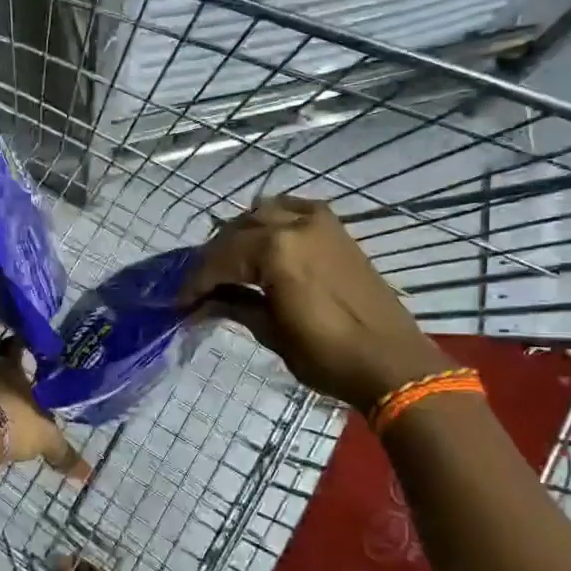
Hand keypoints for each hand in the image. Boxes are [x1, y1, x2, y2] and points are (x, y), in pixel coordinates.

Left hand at [0, 339, 90, 479]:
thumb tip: (87, 474)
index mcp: (13, 369)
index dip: (22, 348)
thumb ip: (63, 453)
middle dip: (7, 377)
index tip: (28, 351)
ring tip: (3, 413)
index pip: (17, 348)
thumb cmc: (14, 423)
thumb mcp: (46, 439)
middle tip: (20, 388)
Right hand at [182, 195, 448, 413]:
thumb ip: (236, 306)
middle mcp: (294, 224)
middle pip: (237, 231)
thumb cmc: (327, 354)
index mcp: (275, 251)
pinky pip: (293, 209)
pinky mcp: (336, 228)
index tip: (180, 303)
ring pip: (263, 213)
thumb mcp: (272, 333)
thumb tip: (203, 303)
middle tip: (199, 286)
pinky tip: (264, 238)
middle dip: (213, 258)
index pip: (220, 259)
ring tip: (228, 263)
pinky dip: (273, 219)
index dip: (195, 282)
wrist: (390, 362)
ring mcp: (319, 222)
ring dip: (240, 235)